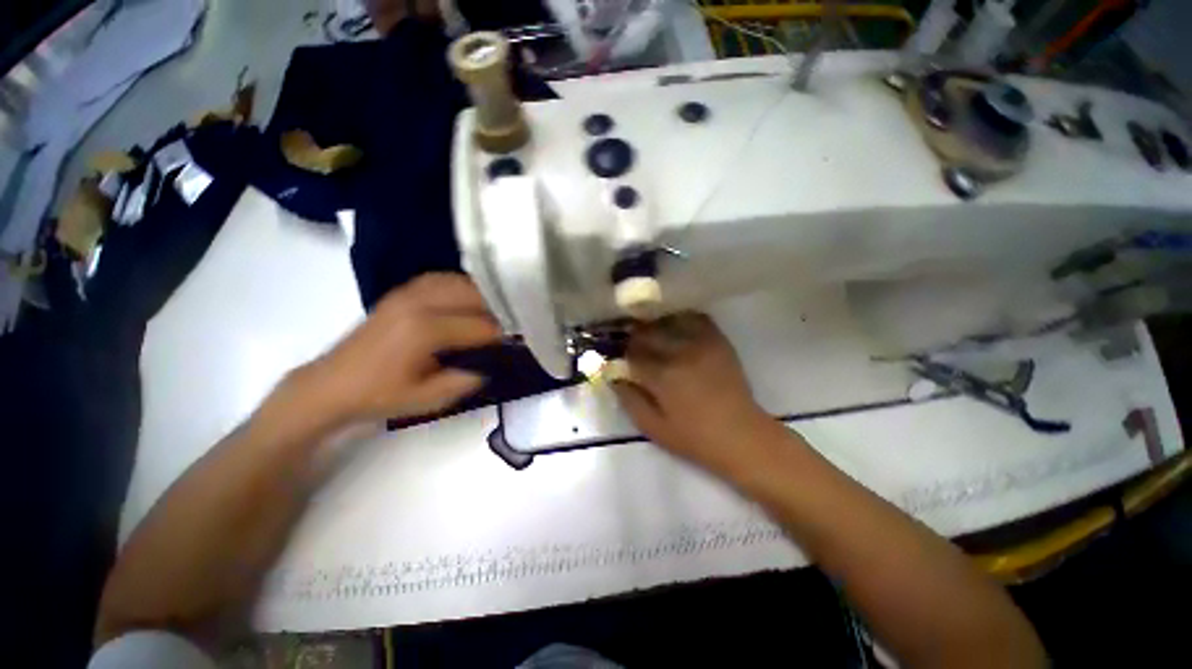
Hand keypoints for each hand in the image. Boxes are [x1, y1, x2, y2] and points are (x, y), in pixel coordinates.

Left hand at [294, 273, 501, 425]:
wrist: (331, 384)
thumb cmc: (380, 395)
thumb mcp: (428, 399)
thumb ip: (465, 380)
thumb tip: (491, 365)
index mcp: (425, 331)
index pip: (480, 326)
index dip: (502, 335)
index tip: (517, 341)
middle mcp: (419, 303)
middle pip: (473, 295)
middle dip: (497, 309)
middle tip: (512, 323)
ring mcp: (407, 293)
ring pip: (458, 282)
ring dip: (481, 294)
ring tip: (496, 310)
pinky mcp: (400, 292)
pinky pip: (439, 279)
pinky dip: (460, 285)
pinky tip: (468, 298)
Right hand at [612, 313, 773, 469]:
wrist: (741, 435)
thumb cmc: (694, 437)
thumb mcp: (653, 428)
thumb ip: (629, 400)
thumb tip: (613, 377)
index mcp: (662, 375)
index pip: (632, 353)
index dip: (621, 352)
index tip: (618, 355)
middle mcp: (679, 352)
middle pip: (647, 332)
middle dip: (635, 336)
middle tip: (631, 343)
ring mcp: (702, 344)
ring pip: (668, 321)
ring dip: (655, 325)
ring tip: (651, 333)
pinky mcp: (718, 342)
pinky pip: (696, 319)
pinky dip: (681, 318)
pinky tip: (676, 326)